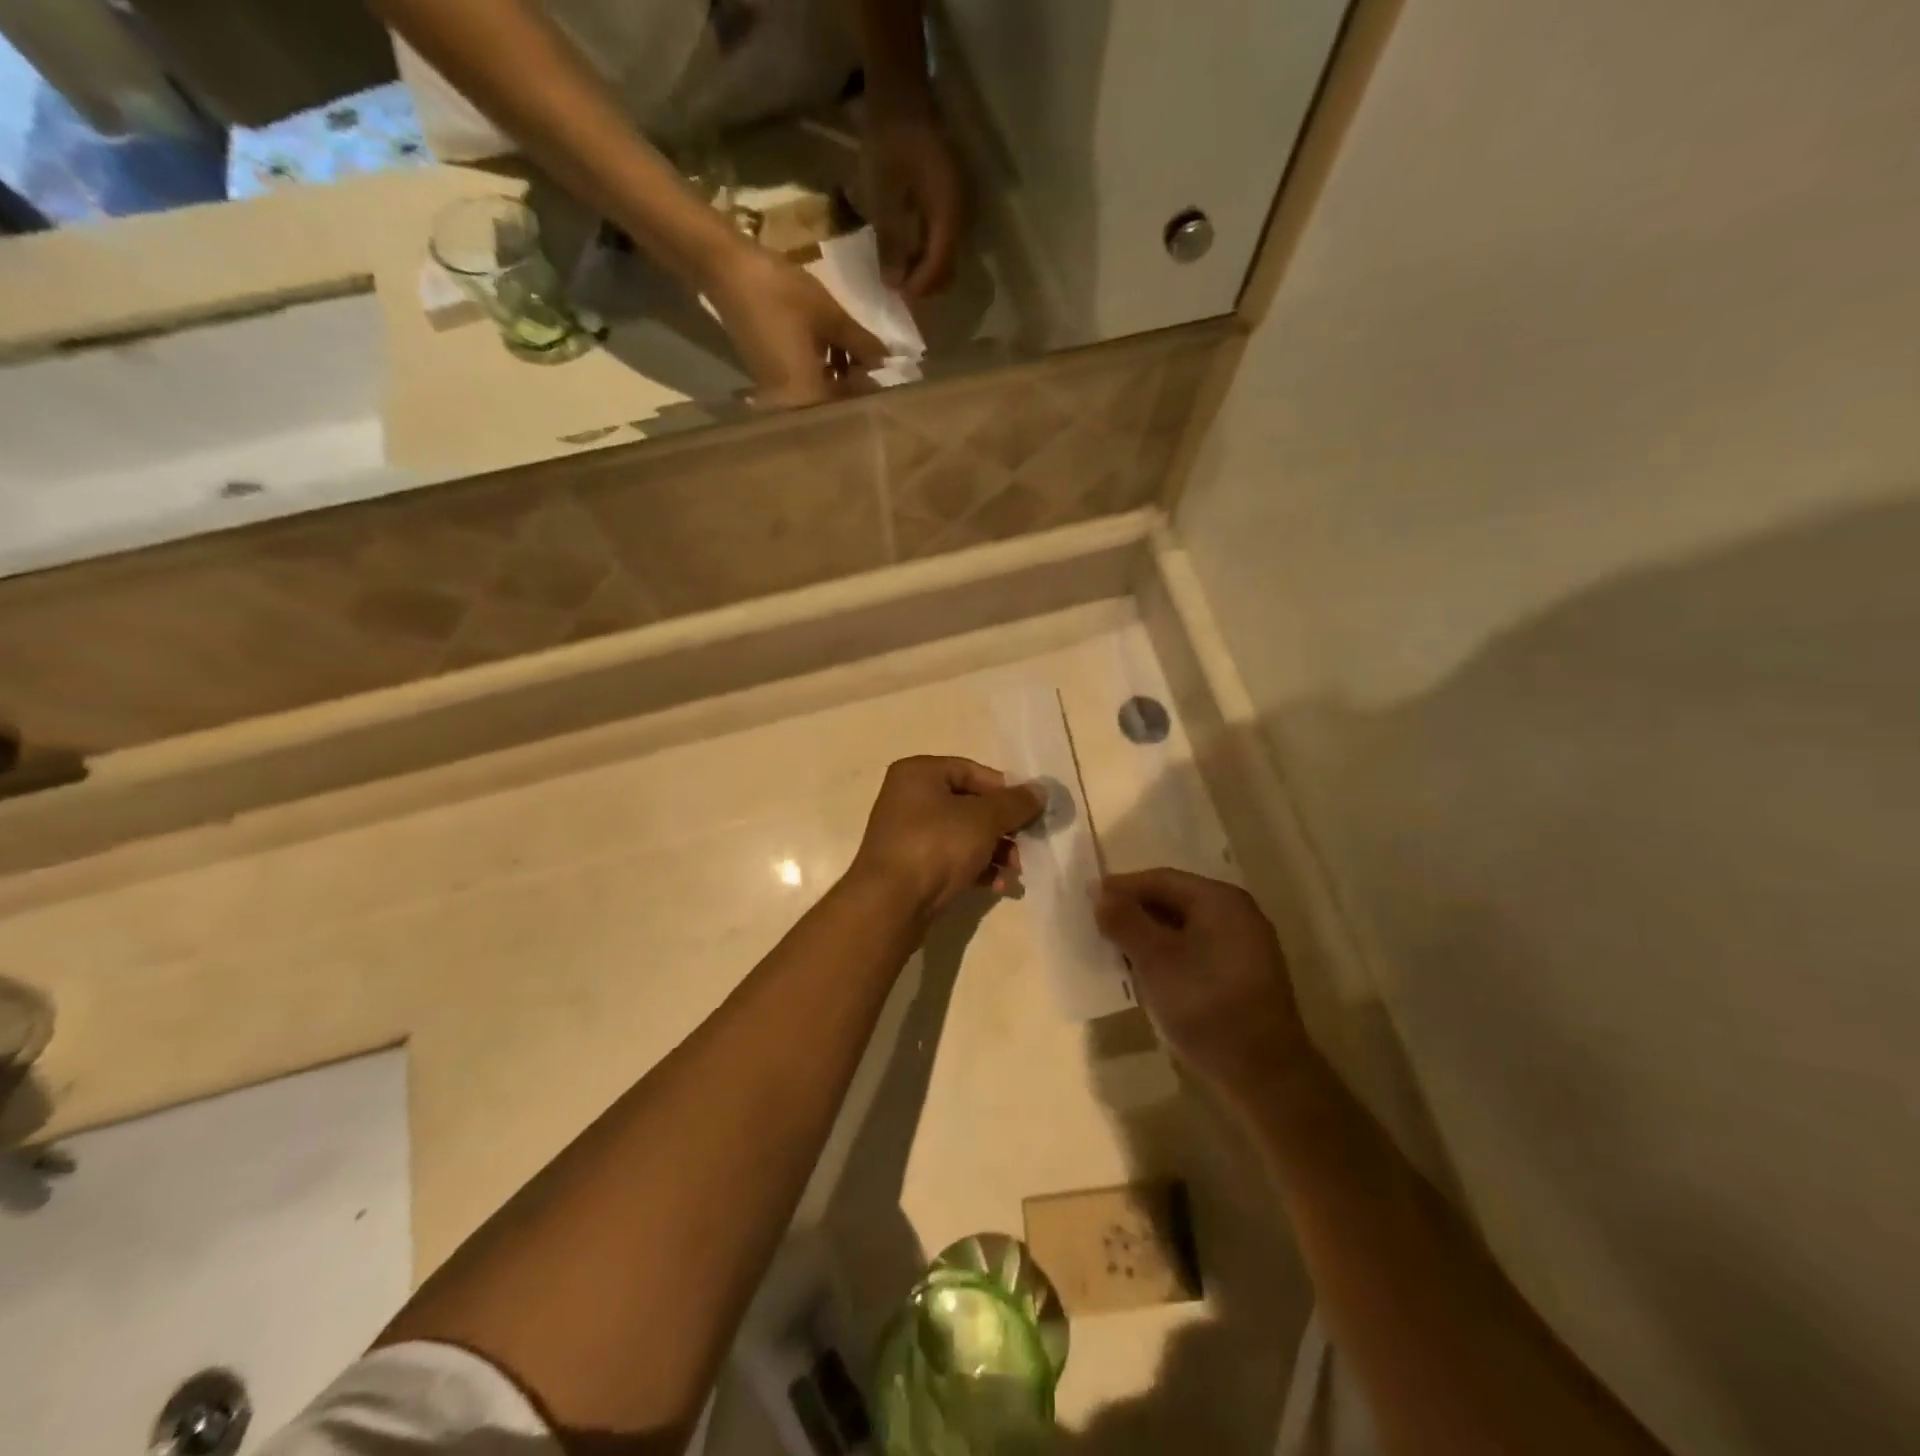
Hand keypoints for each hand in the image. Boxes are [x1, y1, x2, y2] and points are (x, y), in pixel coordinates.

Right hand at [706, 244, 886, 407]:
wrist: (726, 269)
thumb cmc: (781, 293)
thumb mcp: (831, 317)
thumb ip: (863, 345)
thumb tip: (887, 362)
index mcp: (806, 396)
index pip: (849, 409)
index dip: (871, 394)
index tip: (891, 380)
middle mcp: (790, 405)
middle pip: (834, 407)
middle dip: (857, 387)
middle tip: (878, 366)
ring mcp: (777, 395)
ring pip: (820, 396)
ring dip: (841, 379)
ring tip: (860, 354)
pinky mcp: (769, 381)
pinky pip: (804, 387)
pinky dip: (822, 373)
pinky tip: (836, 352)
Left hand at [848, 757, 1044, 918]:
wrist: (889, 905)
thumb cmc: (936, 846)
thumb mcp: (983, 819)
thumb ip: (1015, 803)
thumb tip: (1041, 790)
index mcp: (919, 773)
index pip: (973, 771)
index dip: (1005, 791)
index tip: (1030, 812)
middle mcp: (909, 798)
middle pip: (971, 805)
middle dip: (1003, 828)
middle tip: (1027, 846)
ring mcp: (909, 834)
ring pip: (964, 835)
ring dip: (995, 851)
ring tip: (1015, 872)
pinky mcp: (912, 867)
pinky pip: (952, 859)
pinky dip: (977, 869)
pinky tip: (998, 886)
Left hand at [863, 108, 964, 296]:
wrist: (902, 90)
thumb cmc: (891, 138)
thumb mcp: (884, 194)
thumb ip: (890, 241)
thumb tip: (894, 285)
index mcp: (949, 213)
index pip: (940, 266)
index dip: (920, 287)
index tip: (896, 297)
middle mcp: (961, 215)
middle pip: (948, 267)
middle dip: (924, 284)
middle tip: (897, 289)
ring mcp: (958, 208)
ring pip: (946, 256)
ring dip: (924, 271)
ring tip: (898, 274)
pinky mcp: (949, 202)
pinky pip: (941, 240)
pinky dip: (925, 253)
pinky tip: (905, 252)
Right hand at [1095, 870, 1309, 1100]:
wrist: (1264, 1074)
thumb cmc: (1205, 1005)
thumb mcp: (1155, 960)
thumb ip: (1125, 921)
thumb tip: (1100, 893)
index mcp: (1220, 900)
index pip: (1160, 879)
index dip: (1121, 887)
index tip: (1087, 900)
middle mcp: (1236, 913)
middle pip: (1173, 900)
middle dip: (1133, 911)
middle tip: (1097, 926)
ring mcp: (1244, 945)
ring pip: (1183, 927)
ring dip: (1148, 935)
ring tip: (1115, 951)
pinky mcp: (1243, 974)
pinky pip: (1196, 949)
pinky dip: (1168, 954)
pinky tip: (1147, 974)